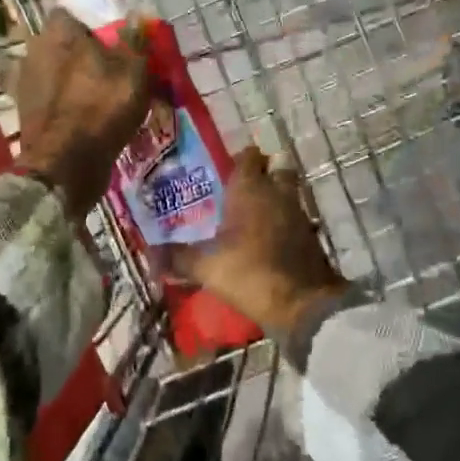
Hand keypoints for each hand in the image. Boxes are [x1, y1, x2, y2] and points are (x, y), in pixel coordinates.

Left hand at [16, 8, 150, 219]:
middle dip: (75, 54)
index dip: (88, 26)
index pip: (69, 14)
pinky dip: (59, 106)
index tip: (108, 41)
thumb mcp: (133, 71)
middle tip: (104, 70)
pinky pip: (46, 101)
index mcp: (57, 32)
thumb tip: (138, 16)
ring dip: (65, 81)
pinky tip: (79, 117)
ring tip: (93, 97)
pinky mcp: (24, 114)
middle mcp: (33, 51)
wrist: (65, 164)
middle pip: (57, 45)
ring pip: (49, 73)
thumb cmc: (102, 108)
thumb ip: (134, 42)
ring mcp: (24, 84)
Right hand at [183, 147, 346, 339]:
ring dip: (273, 198)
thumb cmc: (250, 273)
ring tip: (249, 215)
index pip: (248, 156)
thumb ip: (177, 258)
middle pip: (274, 168)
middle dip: (261, 173)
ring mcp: (297, 213)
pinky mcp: (309, 235)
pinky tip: (266, 238)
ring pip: (286, 192)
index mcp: (250, 189)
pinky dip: (282, 221)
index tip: (222, 170)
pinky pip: (293, 217)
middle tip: (239, 189)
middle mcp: (277, 192)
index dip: (237, 159)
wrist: (303, 304)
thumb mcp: (206, 267)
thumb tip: (150, 255)